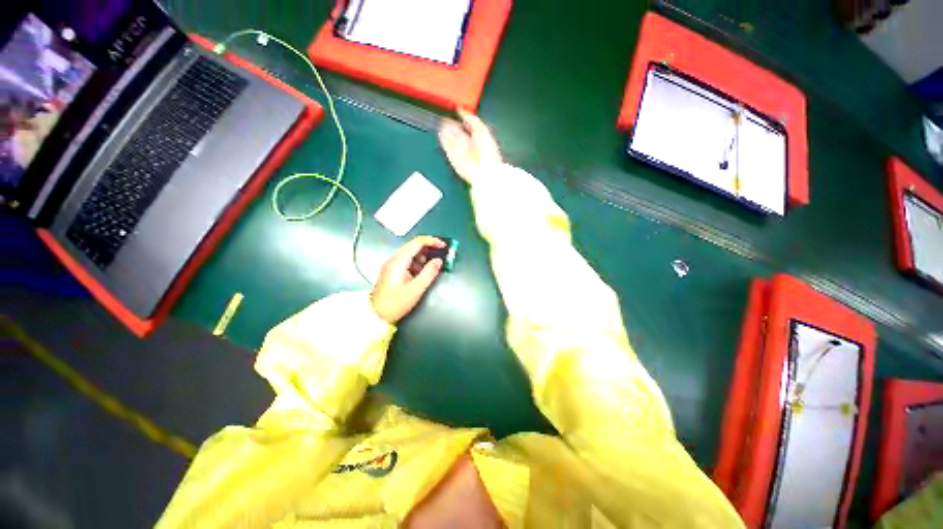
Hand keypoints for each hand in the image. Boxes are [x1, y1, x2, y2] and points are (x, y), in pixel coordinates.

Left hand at [371, 236, 445, 323]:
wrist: (377, 315)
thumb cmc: (395, 303)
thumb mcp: (416, 289)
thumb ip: (429, 273)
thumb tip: (438, 261)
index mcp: (399, 261)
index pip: (417, 242)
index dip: (432, 241)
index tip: (443, 246)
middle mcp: (394, 259)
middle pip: (414, 245)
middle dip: (429, 248)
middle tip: (441, 255)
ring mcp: (393, 264)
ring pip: (412, 253)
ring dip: (424, 256)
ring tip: (434, 266)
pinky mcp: (393, 270)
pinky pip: (408, 261)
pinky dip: (418, 263)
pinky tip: (424, 272)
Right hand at [438, 108, 502, 184]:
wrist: (483, 169)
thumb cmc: (487, 152)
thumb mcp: (482, 130)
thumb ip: (472, 119)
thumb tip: (461, 110)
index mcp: (479, 139)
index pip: (469, 127)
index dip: (462, 119)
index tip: (456, 112)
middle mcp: (470, 145)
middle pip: (458, 133)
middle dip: (452, 125)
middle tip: (446, 118)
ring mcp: (461, 152)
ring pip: (451, 140)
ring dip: (447, 131)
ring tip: (441, 122)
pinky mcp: (454, 158)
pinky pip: (447, 148)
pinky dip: (444, 141)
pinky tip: (441, 133)